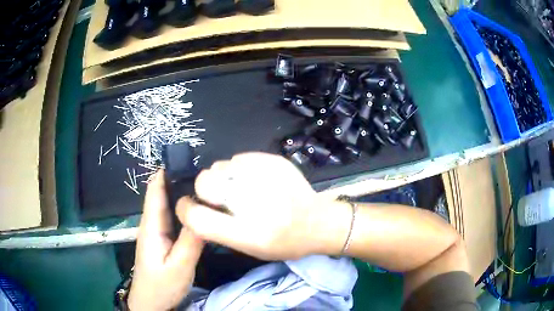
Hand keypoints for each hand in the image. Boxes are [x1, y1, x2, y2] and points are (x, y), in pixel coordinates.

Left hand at [128, 170, 203, 310]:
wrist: (150, 302)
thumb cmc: (161, 285)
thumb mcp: (180, 266)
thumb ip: (191, 241)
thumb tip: (204, 212)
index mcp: (152, 225)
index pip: (156, 189)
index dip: (168, 171)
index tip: (191, 160)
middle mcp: (152, 223)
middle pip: (163, 193)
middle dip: (181, 180)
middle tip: (209, 175)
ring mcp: (157, 231)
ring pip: (169, 205)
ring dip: (184, 195)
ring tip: (209, 189)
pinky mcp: (163, 239)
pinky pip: (173, 218)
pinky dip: (185, 210)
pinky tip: (200, 212)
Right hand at [176, 152, 349, 260]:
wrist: (318, 222)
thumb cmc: (284, 243)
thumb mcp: (249, 249)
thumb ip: (218, 230)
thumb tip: (195, 206)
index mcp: (248, 233)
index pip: (197, 218)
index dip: (185, 210)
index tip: (187, 206)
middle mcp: (254, 203)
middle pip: (204, 181)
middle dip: (204, 189)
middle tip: (220, 197)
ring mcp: (265, 176)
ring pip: (219, 166)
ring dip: (222, 178)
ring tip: (240, 188)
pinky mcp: (274, 161)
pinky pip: (238, 158)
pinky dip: (238, 170)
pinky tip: (254, 180)